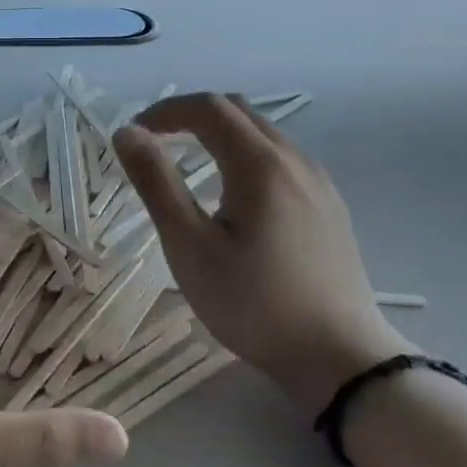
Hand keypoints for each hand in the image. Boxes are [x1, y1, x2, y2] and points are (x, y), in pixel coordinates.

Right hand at [112, 94, 413, 416]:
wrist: (340, 358)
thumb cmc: (254, 303)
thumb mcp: (190, 246)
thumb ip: (157, 182)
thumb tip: (127, 133)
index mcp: (259, 164)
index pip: (207, 108)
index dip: (165, 111)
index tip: (134, 135)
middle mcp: (294, 159)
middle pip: (237, 110)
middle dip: (190, 116)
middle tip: (156, 143)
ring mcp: (319, 181)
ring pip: (263, 132)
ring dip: (219, 133)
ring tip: (188, 164)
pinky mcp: (329, 204)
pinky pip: (281, 157)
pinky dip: (246, 153)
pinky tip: (234, 194)